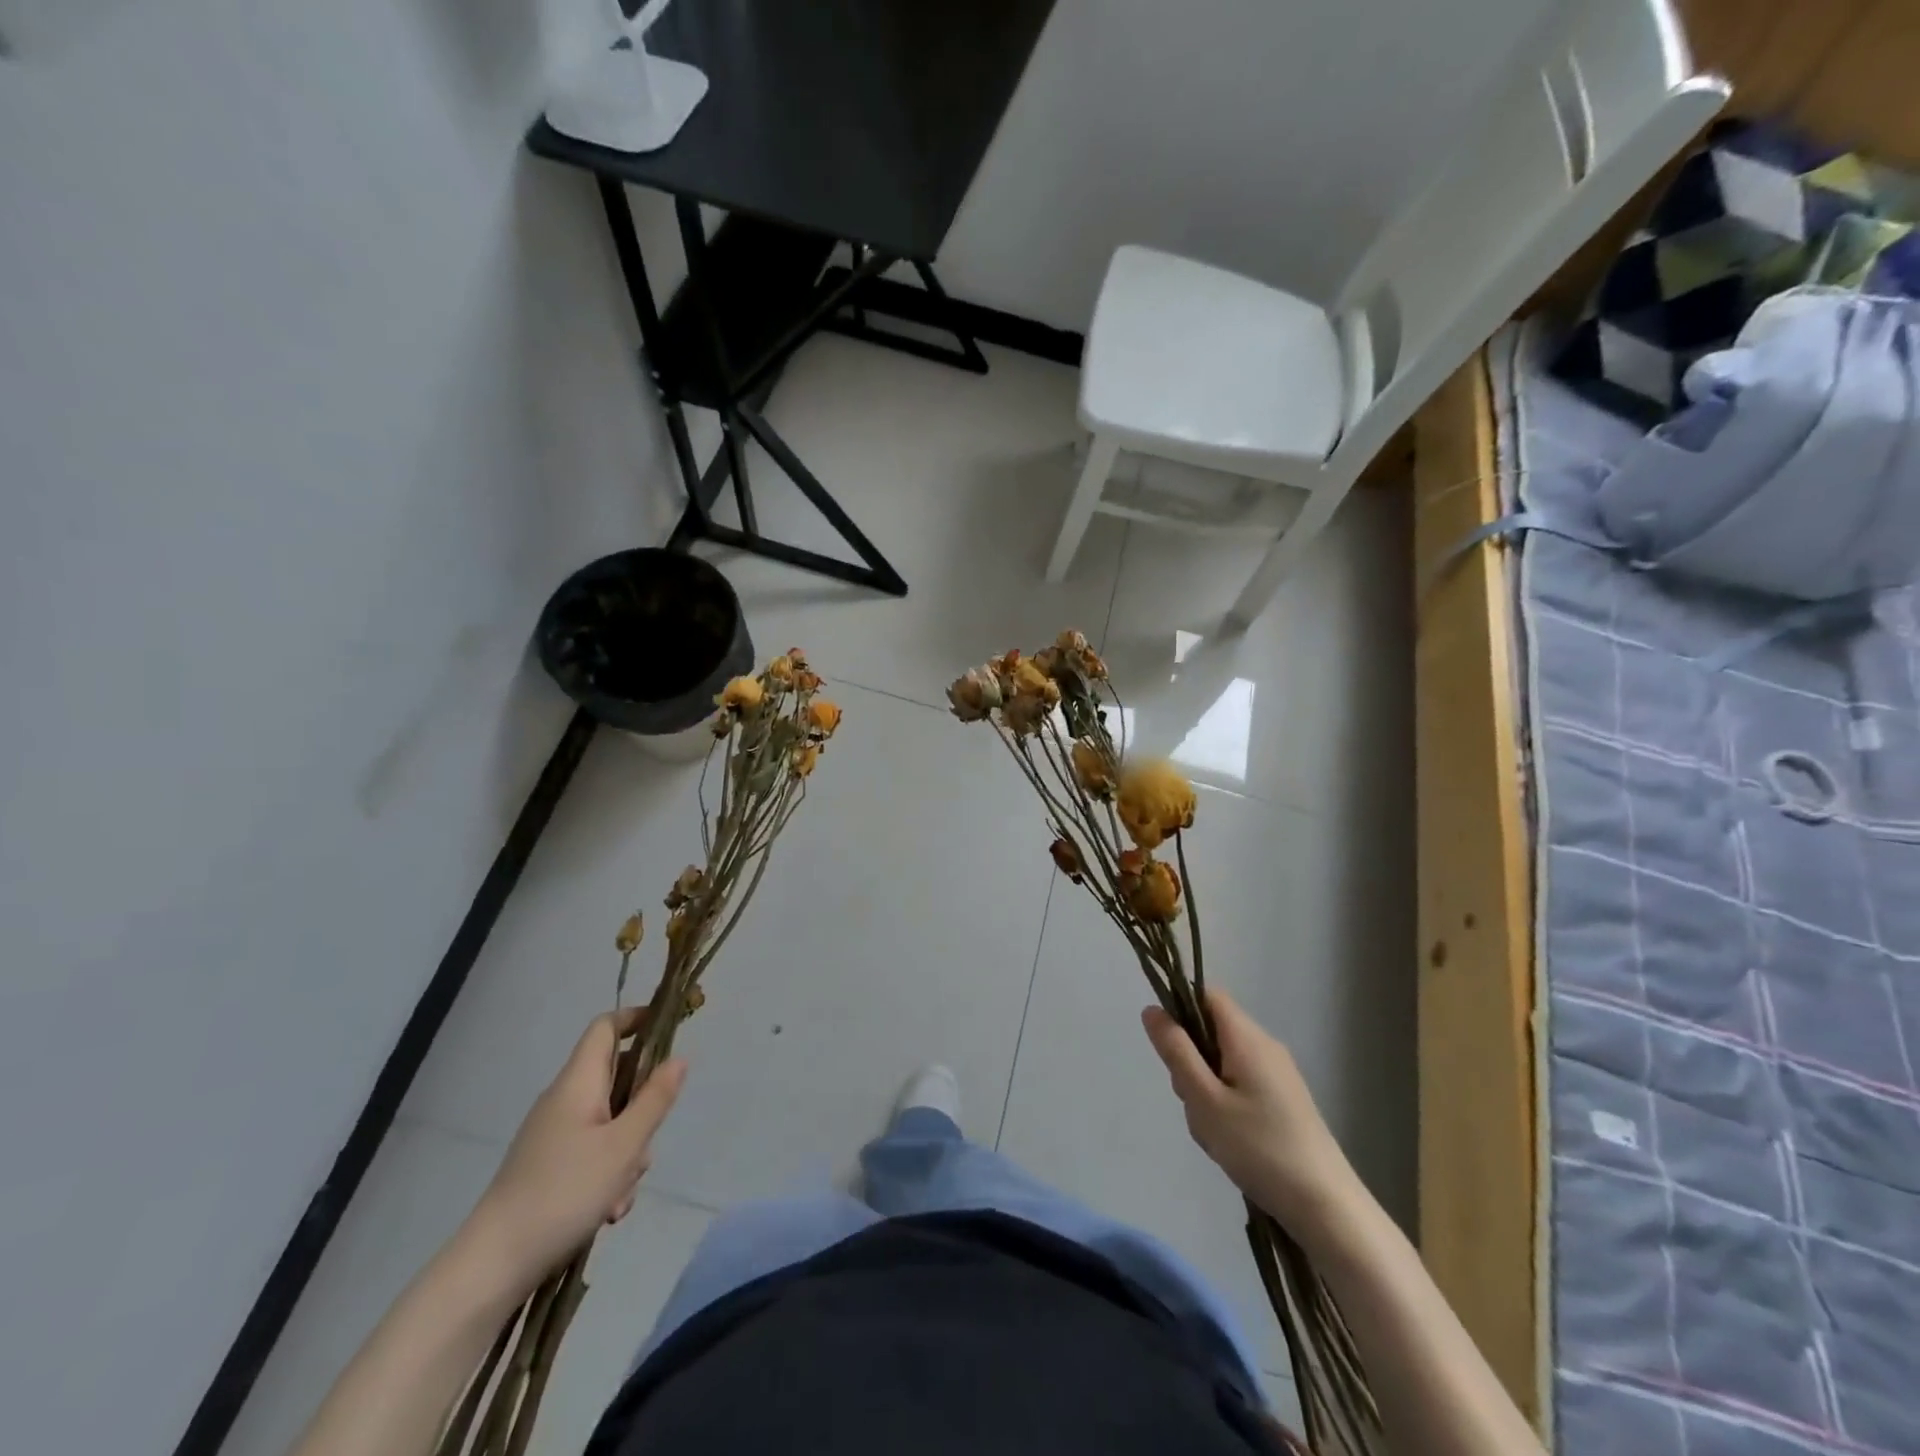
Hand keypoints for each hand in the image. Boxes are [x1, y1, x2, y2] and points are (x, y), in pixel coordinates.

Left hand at [466, 1009, 686, 1295]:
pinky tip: (608, 1210)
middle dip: (643, 1106)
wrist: (492, 1265)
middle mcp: (563, 1100)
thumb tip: (678, 1058)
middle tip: (651, 1137)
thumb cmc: (564, 1192)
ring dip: (628, 1149)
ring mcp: (553, 1134)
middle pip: (616, 1078)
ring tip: (622, 1192)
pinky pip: (593, 1152)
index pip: (606, 1027)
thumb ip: (655, 1099)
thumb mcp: (625, 1145)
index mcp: (578, 1082)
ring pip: (610, 1121)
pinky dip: (608, 1172)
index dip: (637, 1018)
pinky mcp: (547, 1166)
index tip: (670, 1028)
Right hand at [1142, 989, 1356, 1233]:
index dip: (1181, 1008)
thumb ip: (1176, 1051)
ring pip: (1223, 1065)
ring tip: (1214, 1133)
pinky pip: (1241, 1087)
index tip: (1168, 1047)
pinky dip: (1226, 1108)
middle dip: (1191, 1063)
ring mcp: (1279, 1075)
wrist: (1327, 1208)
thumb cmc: (1259, 1147)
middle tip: (1193, 1103)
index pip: (1207, 994)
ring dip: (1206, 1092)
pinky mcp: (1285, 1102)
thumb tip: (1152, 1009)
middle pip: (1212, 1033)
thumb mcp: (1204, 1099)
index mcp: (1247, 1037)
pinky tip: (1231, 1144)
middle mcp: (1265, 1046)